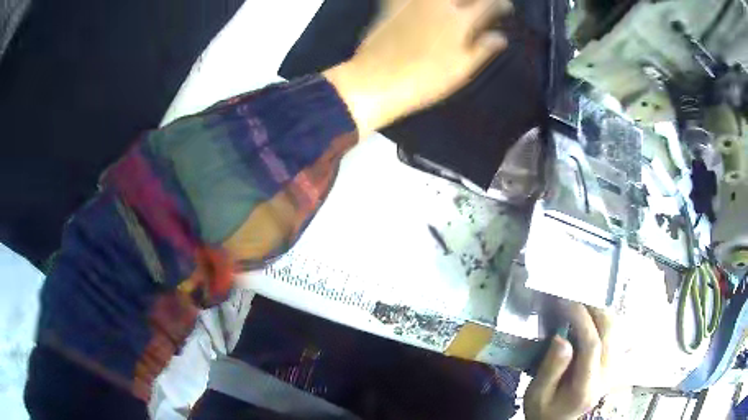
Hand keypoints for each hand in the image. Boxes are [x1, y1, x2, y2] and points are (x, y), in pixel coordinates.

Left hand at [324, 0, 511, 135]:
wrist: (376, 81)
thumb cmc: (424, 80)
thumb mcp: (460, 70)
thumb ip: (483, 50)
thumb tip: (501, 37)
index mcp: (459, 21)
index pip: (487, 5)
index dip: (500, 4)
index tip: (506, 7)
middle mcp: (438, 5)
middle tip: (480, 4)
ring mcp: (413, 3)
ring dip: (450, 0)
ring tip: (453, 6)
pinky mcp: (392, 7)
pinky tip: (421, 4)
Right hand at [524, 303, 613, 419]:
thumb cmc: (544, 409)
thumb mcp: (536, 394)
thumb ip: (550, 369)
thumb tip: (561, 338)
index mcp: (585, 386)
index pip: (592, 346)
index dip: (582, 320)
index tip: (567, 304)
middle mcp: (605, 375)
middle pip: (610, 332)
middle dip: (593, 309)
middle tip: (573, 300)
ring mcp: (613, 368)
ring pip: (616, 328)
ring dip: (600, 312)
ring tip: (580, 306)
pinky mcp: (613, 362)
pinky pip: (615, 332)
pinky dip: (604, 319)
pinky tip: (590, 318)